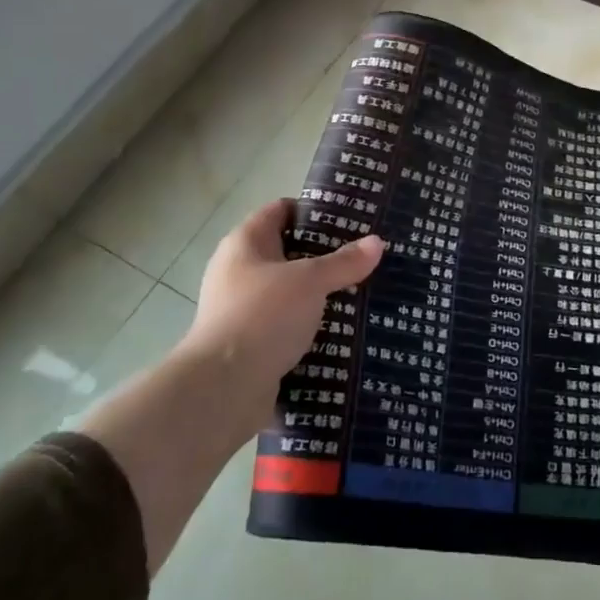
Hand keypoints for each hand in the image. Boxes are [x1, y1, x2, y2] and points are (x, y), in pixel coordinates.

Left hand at [179, 199, 384, 433]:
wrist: (223, 389)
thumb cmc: (262, 316)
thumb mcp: (310, 282)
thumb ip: (344, 262)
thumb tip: (377, 242)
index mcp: (245, 243)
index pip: (281, 210)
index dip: (314, 210)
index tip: (351, 217)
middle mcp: (238, 271)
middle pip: (288, 252)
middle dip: (325, 255)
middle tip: (364, 255)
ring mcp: (242, 309)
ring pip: (290, 292)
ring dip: (320, 294)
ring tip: (362, 290)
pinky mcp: (250, 344)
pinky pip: (287, 325)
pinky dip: (311, 326)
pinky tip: (343, 329)